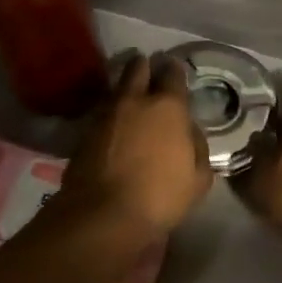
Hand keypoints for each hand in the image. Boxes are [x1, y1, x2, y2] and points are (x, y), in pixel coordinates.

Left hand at [59, 53, 212, 247]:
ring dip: (125, 89)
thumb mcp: (198, 178)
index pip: (172, 73)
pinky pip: (102, 112)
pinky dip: (110, 114)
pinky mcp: (83, 132)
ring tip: (131, 100)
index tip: (174, 70)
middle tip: (149, 74)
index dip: (174, 70)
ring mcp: (105, 114)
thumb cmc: (160, 197)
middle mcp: (134, 101)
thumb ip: (198, 147)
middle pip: (137, 68)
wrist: (103, 216)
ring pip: (116, 88)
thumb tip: (189, 131)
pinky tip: (115, 126)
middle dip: (144, 67)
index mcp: (168, 107)